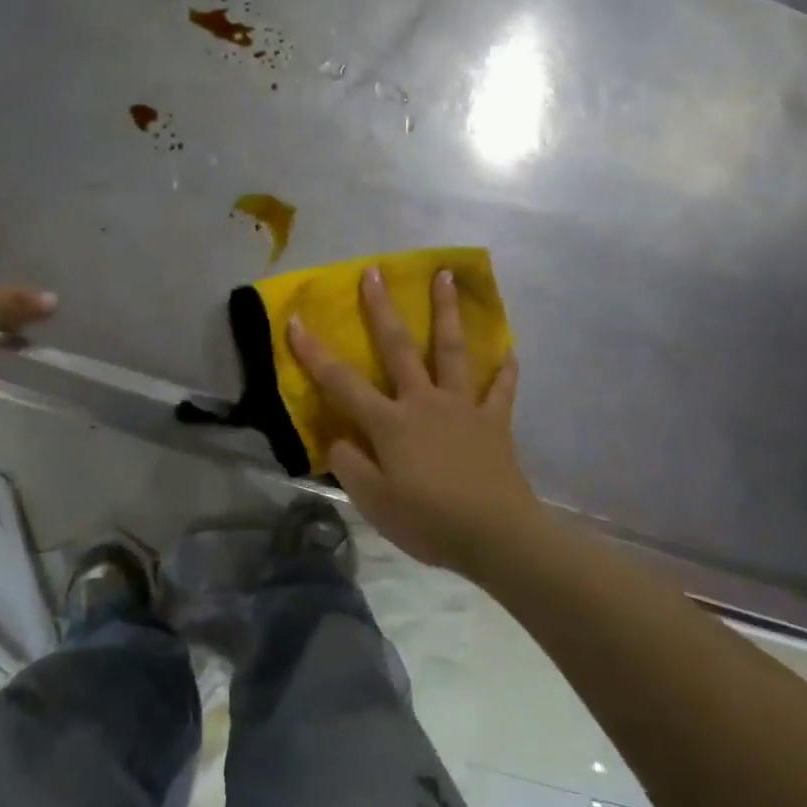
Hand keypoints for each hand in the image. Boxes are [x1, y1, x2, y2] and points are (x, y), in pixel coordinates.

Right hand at [287, 268, 538, 578]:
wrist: (496, 535)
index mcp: (390, 422)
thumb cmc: (429, 520)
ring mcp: (462, 407)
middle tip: (374, 271)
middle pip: (399, 347)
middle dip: (382, 308)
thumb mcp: (374, 502)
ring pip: (452, 351)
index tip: (295, 320)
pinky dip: (505, 373)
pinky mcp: (494, 422)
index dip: (314, 352)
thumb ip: (349, 465)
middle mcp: (423, 401)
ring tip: (446, 275)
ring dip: (447, 311)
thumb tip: (338, 437)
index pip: (342, 382)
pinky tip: (511, 353)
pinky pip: (500, 392)